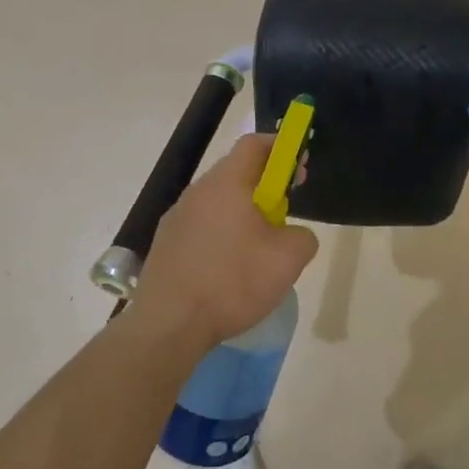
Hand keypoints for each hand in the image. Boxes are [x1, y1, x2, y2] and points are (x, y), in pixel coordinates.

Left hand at [134, 133, 318, 350]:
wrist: (169, 324)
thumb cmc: (232, 282)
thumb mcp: (288, 259)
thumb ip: (303, 236)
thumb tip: (293, 234)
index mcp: (226, 183)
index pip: (254, 144)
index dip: (282, 148)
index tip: (300, 167)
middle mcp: (197, 191)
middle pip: (236, 172)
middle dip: (265, 186)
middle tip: (285, 213)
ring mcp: (176, 218)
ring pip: (218, 202)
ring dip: (243, 213)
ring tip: (259, 248)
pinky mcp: (166, 244)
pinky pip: (202, 226)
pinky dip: (222, 235)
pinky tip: (230, 269)